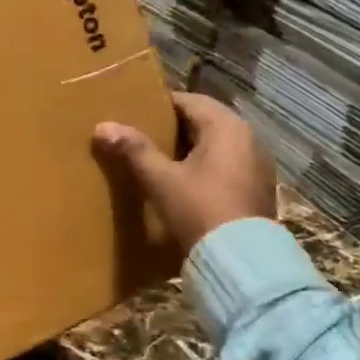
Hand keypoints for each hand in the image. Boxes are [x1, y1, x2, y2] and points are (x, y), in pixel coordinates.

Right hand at [93, 91, 277, 255]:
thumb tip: (102, 126)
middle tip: (143, 135)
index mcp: (226, 127)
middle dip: (175, 127)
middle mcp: (248, 137)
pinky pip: (226, 164)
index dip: (160, 105)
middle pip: (205, 121)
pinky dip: (205, 165)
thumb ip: (134, 150)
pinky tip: (184, 181)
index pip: (189, 101)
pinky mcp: (257, 187)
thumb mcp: (161, 179)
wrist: (239, 259)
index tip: (135, 112)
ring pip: (217, 144)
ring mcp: (257, 164)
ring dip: (191, 147)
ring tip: (159, 158)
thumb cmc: (199, 209)